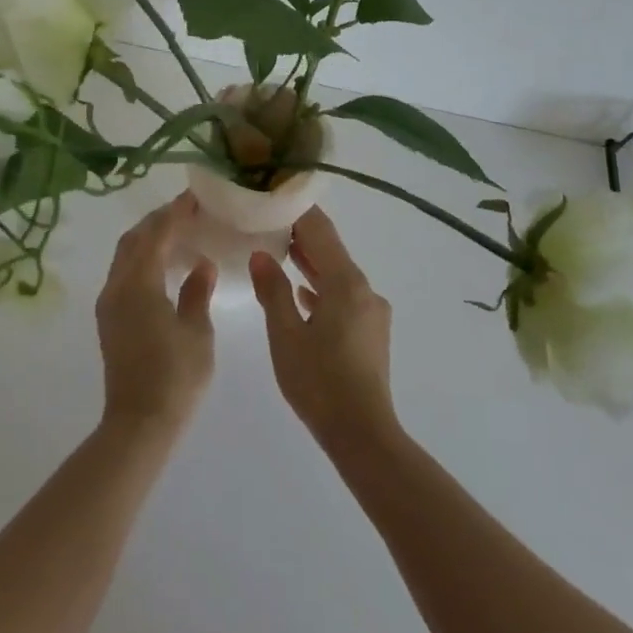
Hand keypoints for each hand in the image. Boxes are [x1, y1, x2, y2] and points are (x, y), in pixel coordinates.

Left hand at [96, 192, 217, 435]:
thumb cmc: (174, 377)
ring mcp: (109, 303)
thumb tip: (201, 264)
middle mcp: (117, 286)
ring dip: (148, 238)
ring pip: (124, 255)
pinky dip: (141, 258)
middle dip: (158, 221)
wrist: (138, 424)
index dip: (175, 212)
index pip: (156, 234)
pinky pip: (123, 273)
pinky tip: (163, 266)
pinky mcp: (109, 319)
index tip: (194, 197)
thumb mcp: (197, 332)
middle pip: (134, 239)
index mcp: (139, 283)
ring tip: (177, 233)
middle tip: (186, 212)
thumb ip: (197, 292)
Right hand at [250, 208, 396, 453]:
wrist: (363, 435)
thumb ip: (272, 290)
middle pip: (331, 250)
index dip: (296, 210)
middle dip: (301, 235)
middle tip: (267, 221)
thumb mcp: (285, 335)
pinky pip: (343, 297)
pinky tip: (302, 296)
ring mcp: (371, 311)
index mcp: (346, 281)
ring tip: (278, 252)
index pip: (320, 230)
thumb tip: (261, 254)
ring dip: (310, 263)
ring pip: (337, 275)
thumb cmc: (319, 382)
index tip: (272, 196)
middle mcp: (364, 289)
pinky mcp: (370, 333)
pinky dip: (322, 289)